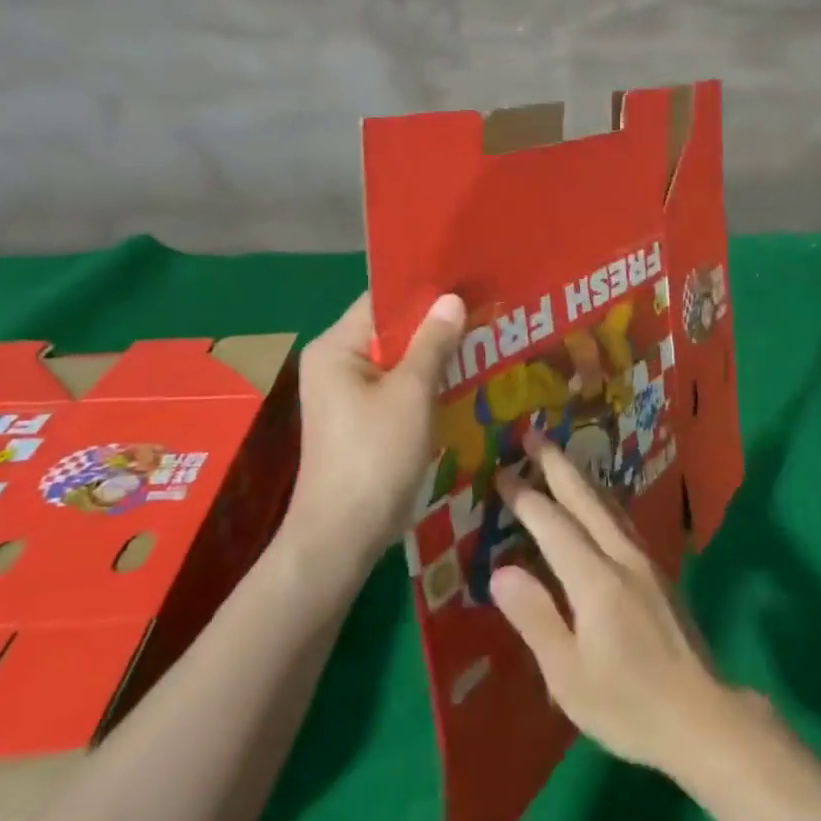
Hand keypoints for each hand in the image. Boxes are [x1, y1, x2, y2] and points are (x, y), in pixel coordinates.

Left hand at [284, 291, 464, 567]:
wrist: (342, 537)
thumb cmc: (375, 456)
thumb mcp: (412, 393)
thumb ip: (433, 342)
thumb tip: (452, 299)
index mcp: (335, 348)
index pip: (382, 302)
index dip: (425, 291)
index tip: (468, 283)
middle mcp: (335, 364)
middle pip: (391, 330)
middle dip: (437, 324)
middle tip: (485, 310)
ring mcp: (347, 395)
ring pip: (398, 361)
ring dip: (436, 354)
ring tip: (484, 338)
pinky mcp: (362, 420)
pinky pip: (398, 387)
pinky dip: (427, 381)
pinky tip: (465, 377)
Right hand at [492, 443, 732, 776]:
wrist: (701, 714)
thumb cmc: (627, 704)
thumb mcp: (568, 675)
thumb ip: (536, 617)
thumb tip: (501, 569)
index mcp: (596, 580)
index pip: (554, 525)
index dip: (526, 498)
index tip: (502, 472)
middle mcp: (623, 557)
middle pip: (586, 500)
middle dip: (558, 466)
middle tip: (533, 434)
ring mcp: (645, 561)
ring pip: (608, 506)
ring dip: (581, 478)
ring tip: (560, 459)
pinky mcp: (657, 572)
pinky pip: (621, 521)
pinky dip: (600, 501)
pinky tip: (597, 504)